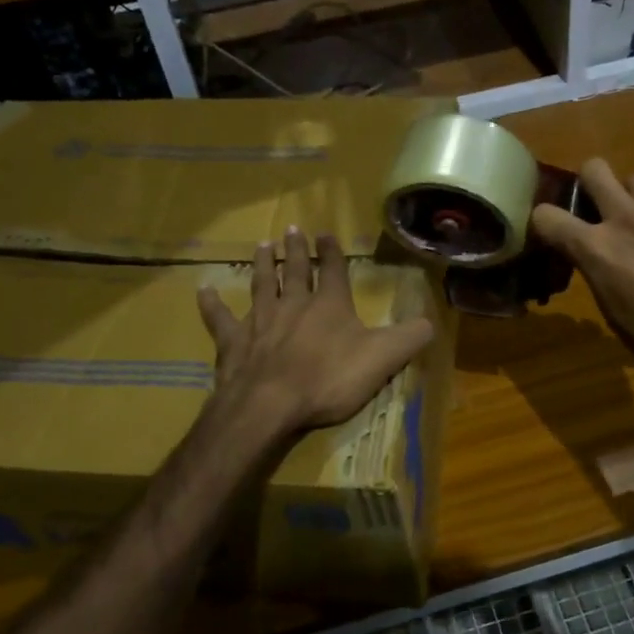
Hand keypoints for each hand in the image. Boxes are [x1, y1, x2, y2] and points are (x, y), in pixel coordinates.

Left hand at [197, 229, 435, 446]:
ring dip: (263, 264)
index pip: (332, 270)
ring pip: (261, 284)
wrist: (270, 404)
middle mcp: (293, 304)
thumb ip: (410, 338)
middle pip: (295, 271)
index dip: (331, 251)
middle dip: (296, 250)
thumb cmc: (328, 379)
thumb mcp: (382, 359)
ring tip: (262, 245)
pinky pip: (219, 319)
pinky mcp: (232, 342)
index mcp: (329, 305)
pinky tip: (203, 291)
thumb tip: (431, 322)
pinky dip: (211, 304)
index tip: (326, 234)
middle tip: (291, 230)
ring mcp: (259, 321)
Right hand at [530, 158, 633, 412]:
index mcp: (594, 248)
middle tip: (605, 204)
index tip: (555, 229)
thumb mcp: (610, 307)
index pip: (545, 216)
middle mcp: (623, 217)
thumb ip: (599, 269)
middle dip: (594, 183)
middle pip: (594, 169)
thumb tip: (598, 257)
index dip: (546, 221)